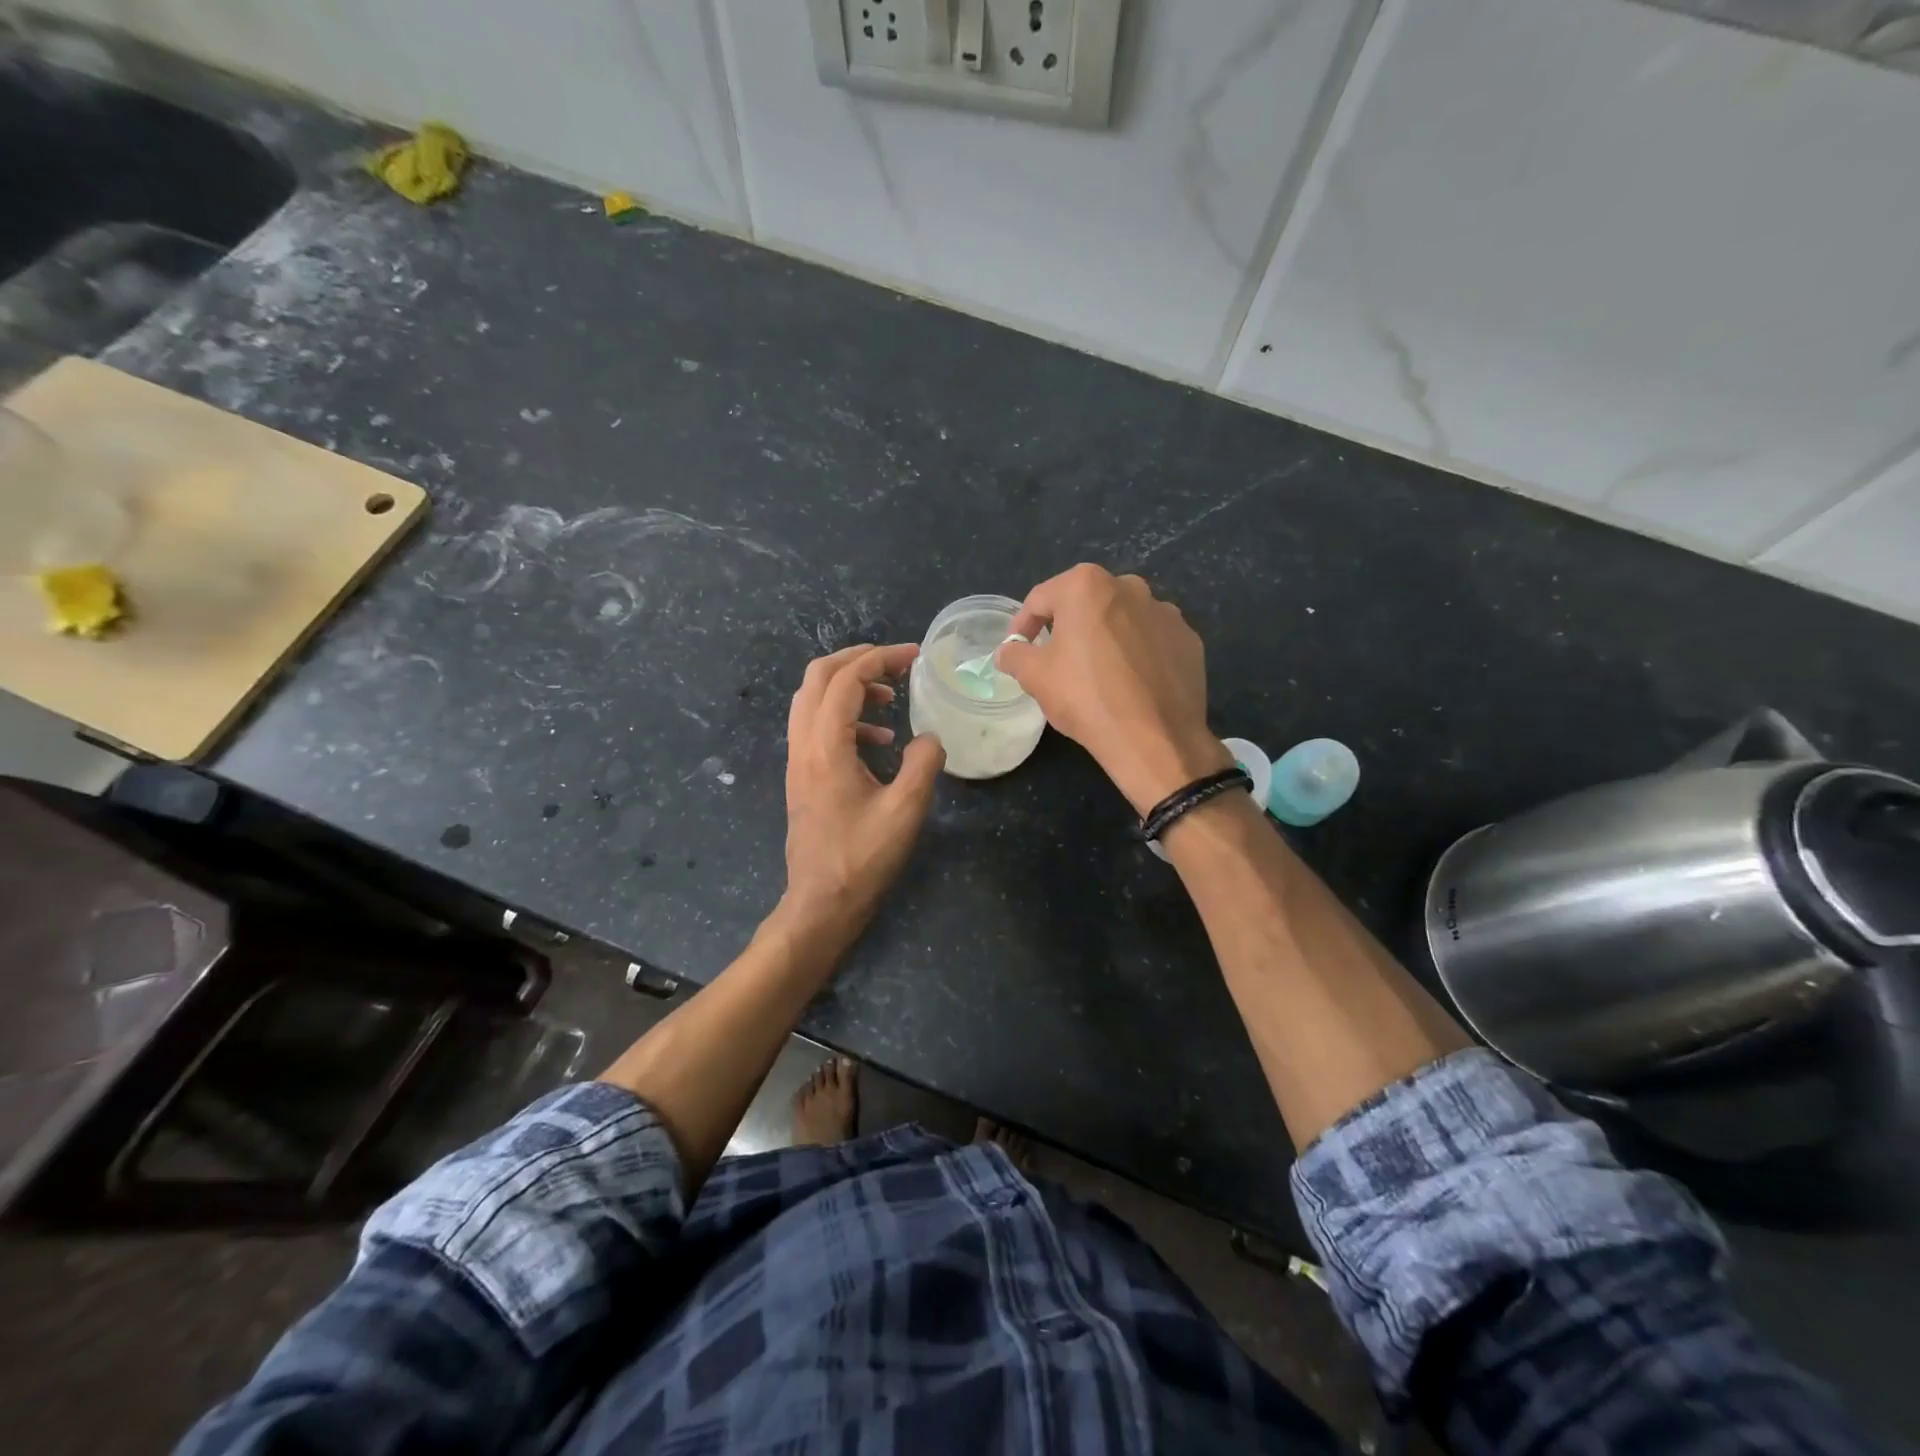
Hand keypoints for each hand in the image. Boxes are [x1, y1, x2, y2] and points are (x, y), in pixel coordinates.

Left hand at [779, 643, 944, 943]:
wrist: (821, 902)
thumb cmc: (863, 859)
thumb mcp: (905, 811)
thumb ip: (923, 764)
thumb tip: (931, 737)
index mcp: (826, 747)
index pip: (846, 680)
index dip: (881, 659)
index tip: (915, 656)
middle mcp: (803, 745)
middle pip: (817, 677)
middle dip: (857, 660)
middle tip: (895, 663)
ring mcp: (798, 760)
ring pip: (811, 699)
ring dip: (848, 686)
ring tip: (890, 697)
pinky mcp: (801, 776)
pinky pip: (816, 725)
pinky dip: (845, 715)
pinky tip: (878, 739)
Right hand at [998, 564, 1229, 812]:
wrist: (1154, 738)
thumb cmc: (1086, 697)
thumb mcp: (1035, 677)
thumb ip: (1015, 655)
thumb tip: (1008, 651)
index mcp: (1087, 586)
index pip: (1041, 599)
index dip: (1023, 625)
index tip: (1018, 649)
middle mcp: (1130, 586)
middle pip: (1085, 604)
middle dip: (1068, 627)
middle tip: (1057, 661)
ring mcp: (1165, 612)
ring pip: (1122, 620)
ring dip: (1106, 638)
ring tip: (1098, 674)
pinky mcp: (1188, 640)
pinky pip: (1152, 641)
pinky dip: (1138, 654)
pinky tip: (1131, 684)